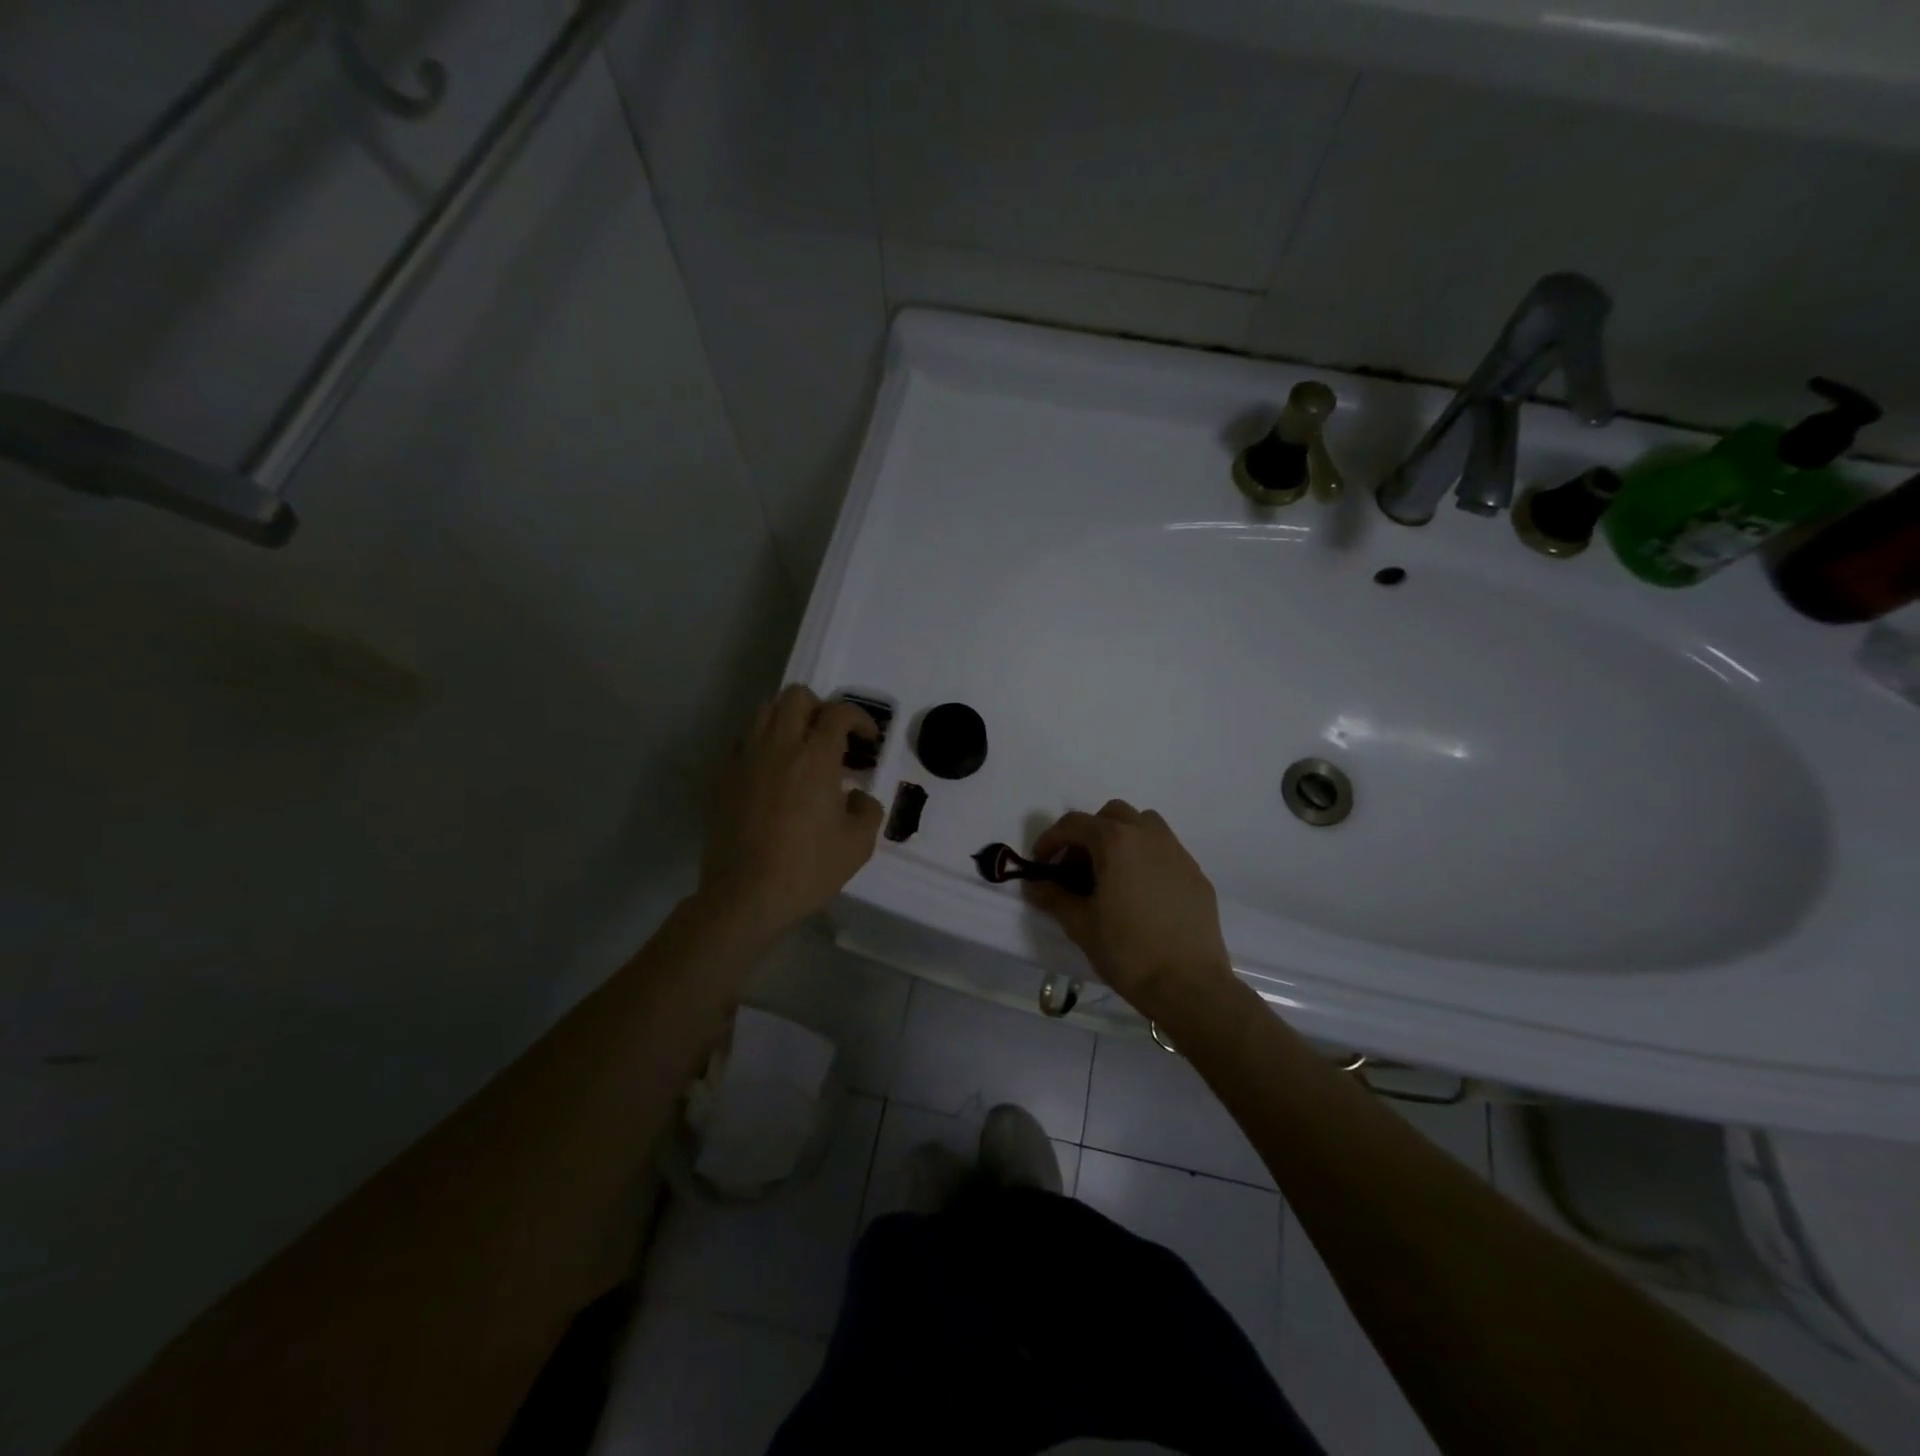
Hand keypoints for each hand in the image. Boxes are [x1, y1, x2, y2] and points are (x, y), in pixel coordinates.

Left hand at [699, 685, 883, 935]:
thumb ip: (867, 810)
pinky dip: (763, 745)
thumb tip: (858, 797)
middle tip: (832, 738)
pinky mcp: (723, 778)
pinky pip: (744, 742)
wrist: (745, 895)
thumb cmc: (808, 869)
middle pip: (796, 696)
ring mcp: (745, 759)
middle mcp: (779, 746)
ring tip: (800, 750)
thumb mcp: (858, 845)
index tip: (868, 740)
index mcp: (816, 757)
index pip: (839, 712)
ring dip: (788, 720)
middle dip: (820, 708)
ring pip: (764, 711)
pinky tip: (773, 774)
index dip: (860, 719)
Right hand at [1023, 800, 1238, 1023]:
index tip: (1040, 864)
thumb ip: (1054, 897)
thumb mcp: (1080, 925)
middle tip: (1077, 869)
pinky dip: (1146, 859)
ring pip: (1144, 825)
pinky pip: (1165, 851)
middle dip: (1089, 834)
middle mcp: (1149, 836)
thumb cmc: (1127, 951)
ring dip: (1121, 838)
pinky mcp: (1196, 874)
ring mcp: (1177, 853)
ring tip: (1111, 874)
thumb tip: (1034, 885)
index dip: (1051, 840)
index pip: (1074, 824)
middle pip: (1112, 815)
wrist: (1189, 985)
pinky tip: (1141, 895)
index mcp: (1116, 841)